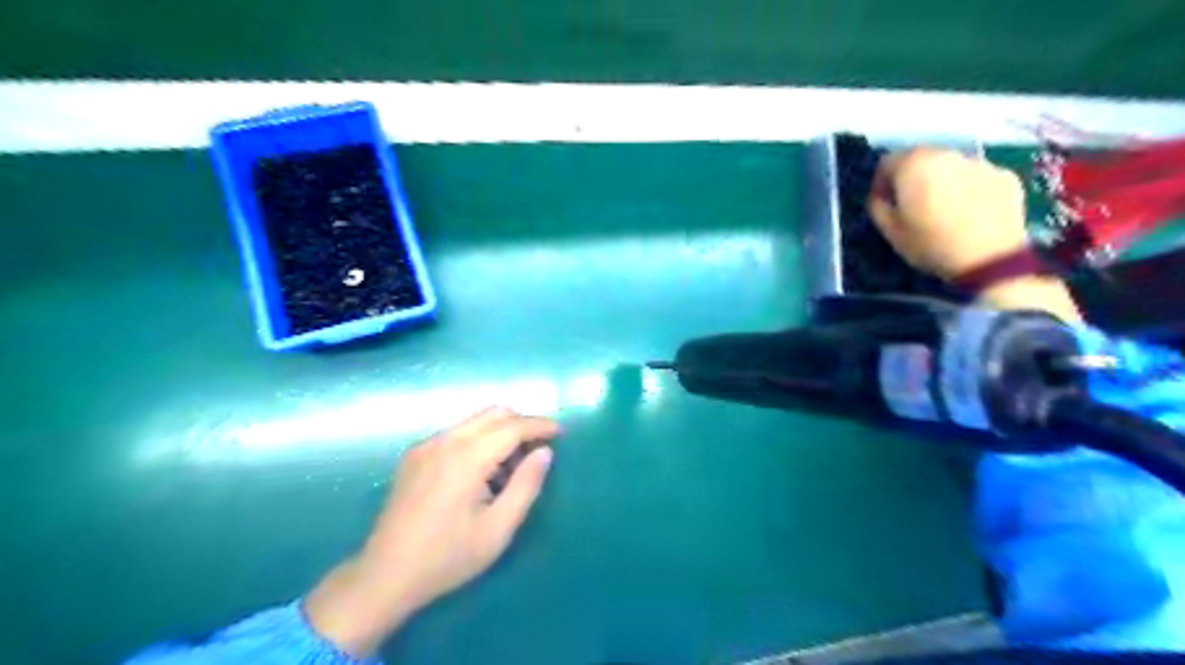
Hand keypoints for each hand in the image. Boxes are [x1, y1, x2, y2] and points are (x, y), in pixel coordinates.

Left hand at [301, 407, 559, 657]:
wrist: (384, 576)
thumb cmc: (447, 557)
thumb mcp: (498, 529)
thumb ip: (526, 486)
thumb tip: (545, 452)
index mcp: (465, 458)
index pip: (511, 426)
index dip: (539, 425)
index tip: (561, 432)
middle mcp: (444, 441)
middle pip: (493, 413)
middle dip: (521, 424)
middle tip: (538, 450)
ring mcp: (425, 446)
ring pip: (474, 420)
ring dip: (500, 431)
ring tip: (511, 466)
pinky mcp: (414, 455)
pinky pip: (456, 432)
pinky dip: (479, 439)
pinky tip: (482, 471)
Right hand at [869, 145, 1080, 321]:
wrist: (989, 258)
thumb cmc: (930, 244)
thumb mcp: (890, 231)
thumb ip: (878, 205)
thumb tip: (881, 195)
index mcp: (914, 165)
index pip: (887, 162)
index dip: (881, 183)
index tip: (885, 202)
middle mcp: (946, 154)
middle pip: (921, 159)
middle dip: (913, 178)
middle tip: (914, 205)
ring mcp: (979, 162)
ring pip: (950, 166)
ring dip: (942, 181)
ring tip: (945, 210)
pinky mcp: (1004, 175)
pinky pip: (977, 177)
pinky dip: (970, 189)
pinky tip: (971, 213)